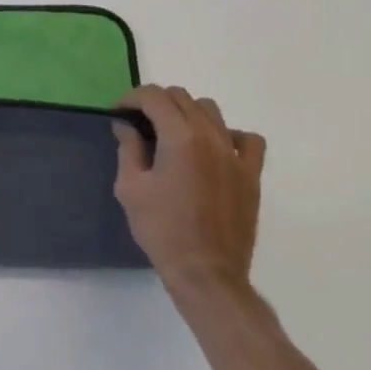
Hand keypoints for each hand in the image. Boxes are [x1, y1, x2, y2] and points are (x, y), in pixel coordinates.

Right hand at [113, 86, 266, 295]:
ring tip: (173, 135)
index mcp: (180, 137)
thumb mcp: (130, 188)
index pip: (154, 96)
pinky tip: (214, 150)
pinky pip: (247, 139)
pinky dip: (228, 135)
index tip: (119, 114)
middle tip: (140, 125)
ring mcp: (235, 154)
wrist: (206, 272)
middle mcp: (211, 136)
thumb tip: (126, 125)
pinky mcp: (251, 174)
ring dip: (187, 113)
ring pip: (211, 111)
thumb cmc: (162, 230)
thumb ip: (128, 148)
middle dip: (156, 103)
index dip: (131, 98)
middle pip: (182, 97)